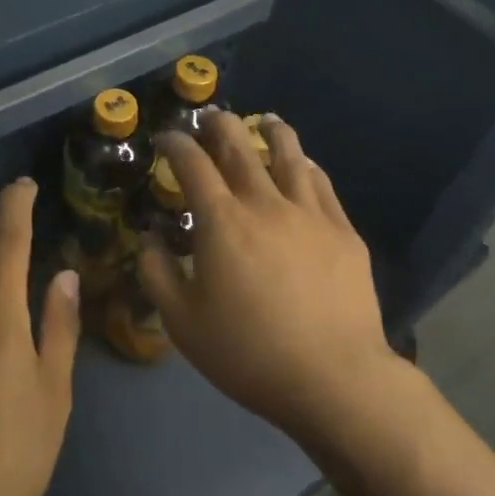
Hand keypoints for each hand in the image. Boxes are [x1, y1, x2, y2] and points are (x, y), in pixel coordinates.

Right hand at [139, 114, 393, 442]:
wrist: (333, 377)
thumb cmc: (248, 352)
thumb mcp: (182, 322)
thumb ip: (158, 273)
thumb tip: (151, 239)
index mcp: (222, 221)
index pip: (192, 164)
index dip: (175, 144)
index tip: (166, 138)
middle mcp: (265, 203)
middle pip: (240, 147)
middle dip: (220, 125)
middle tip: (210, 118)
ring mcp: (309, 213)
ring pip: (289, 155)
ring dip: (272, 131)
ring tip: (265, 121)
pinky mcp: (343, 231)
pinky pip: (322, 184)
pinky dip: (307, 167)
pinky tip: (305, 166)